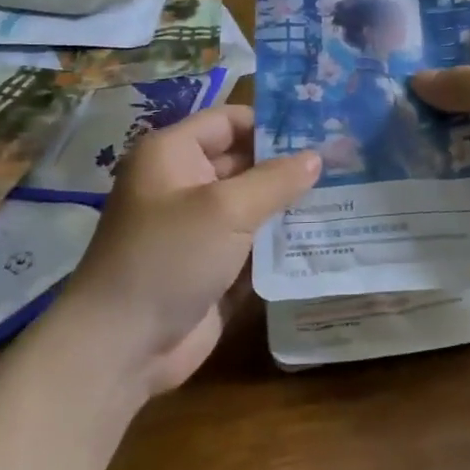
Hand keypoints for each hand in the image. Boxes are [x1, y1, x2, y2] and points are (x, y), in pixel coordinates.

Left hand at [61, 106, 319, 394]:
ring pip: (254, 205)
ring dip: (292, 205)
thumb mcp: (227, 210)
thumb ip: (276, 180)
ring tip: (348, 196)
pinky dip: (283, 241)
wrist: (121, 348)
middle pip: (246, 162)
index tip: (323, 129)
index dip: (273, 122)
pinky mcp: (213, 266)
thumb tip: (317, 157)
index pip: (230, 121)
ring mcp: (200, 228)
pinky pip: (254, 244)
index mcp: (174, 155)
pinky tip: (327, 236)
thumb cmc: (169, 258)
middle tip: (346, 163)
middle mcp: (185, 184)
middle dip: (290, 165)